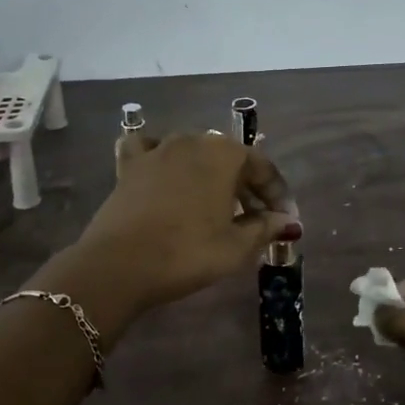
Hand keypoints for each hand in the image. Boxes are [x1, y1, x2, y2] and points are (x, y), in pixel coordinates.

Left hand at [75, 131, 300, 313]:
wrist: (119, 264)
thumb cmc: (187, 253)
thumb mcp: (236, 247)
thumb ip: (264, 228)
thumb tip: (284, 219)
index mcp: (223, 154)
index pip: (261, 166)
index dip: (277, 193)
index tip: (285, 218)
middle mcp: (192, 141)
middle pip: (228, 158)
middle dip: (245, 185)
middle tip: (256, 218)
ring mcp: (157, 150)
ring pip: (193, 154)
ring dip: (209, 175)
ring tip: (215, 205)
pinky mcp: (129, 166)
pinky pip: (149, 151)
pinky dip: (161, 159)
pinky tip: (165, 173)